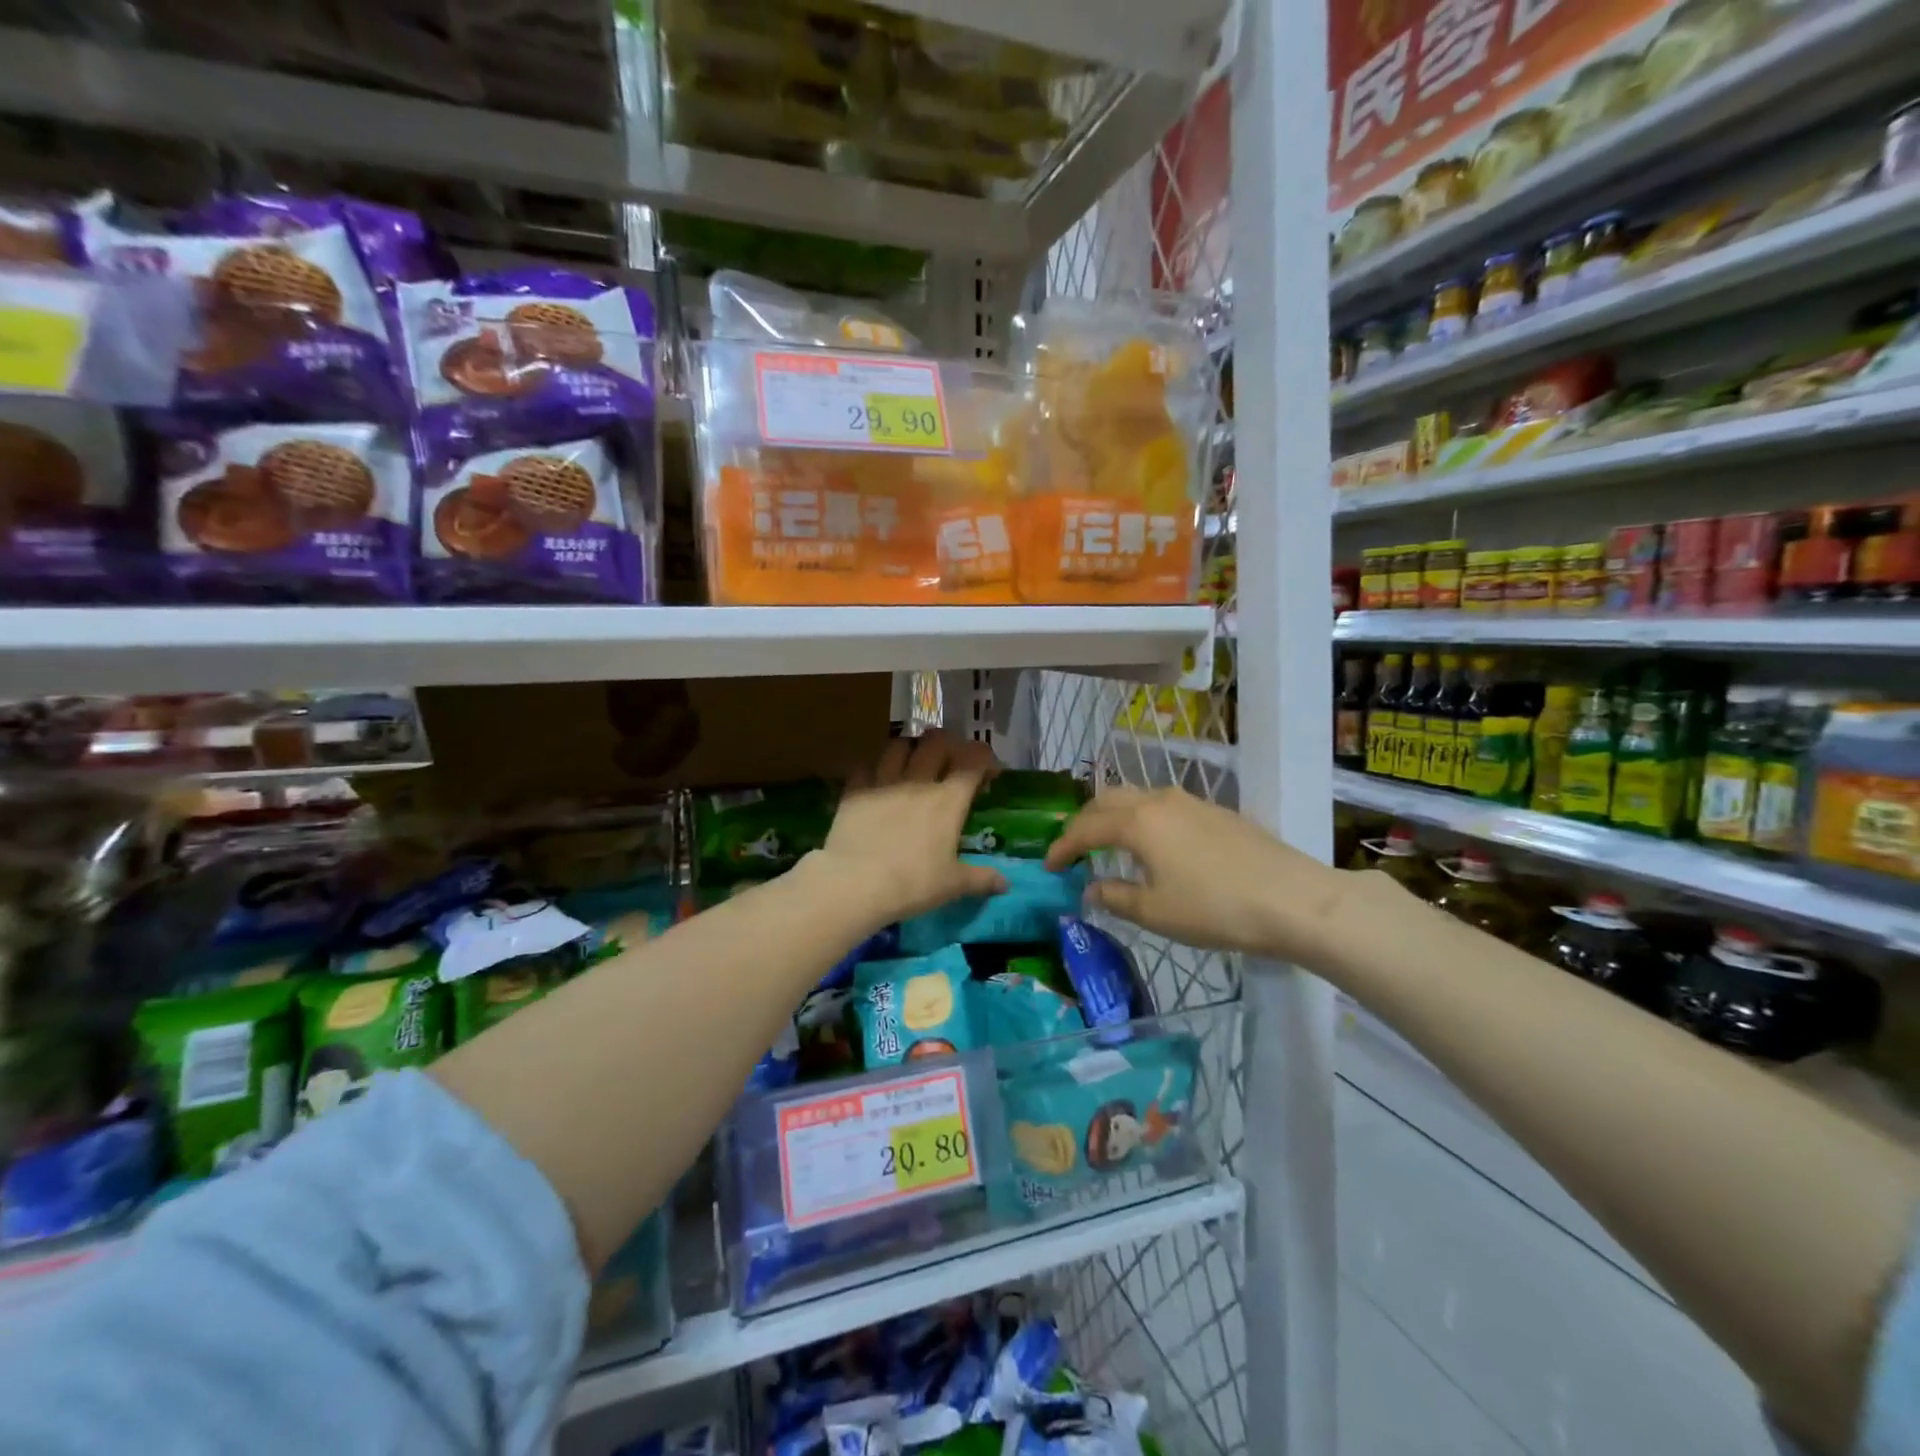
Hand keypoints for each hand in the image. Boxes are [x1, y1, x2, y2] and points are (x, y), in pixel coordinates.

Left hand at [813, 731, 1007, 926]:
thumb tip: (1005, 884)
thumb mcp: (953, 885)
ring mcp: (883, 782)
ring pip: (899, 745)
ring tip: (912, 762)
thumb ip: (981, 879)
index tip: (988, 772)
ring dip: (910, 748)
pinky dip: (874, 767)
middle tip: (951, 761)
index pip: (973, 760)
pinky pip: (865, 766)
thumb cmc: (913, 883)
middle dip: (949, 744)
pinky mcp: (854, 791)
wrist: (856, 883)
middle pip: (936, 742)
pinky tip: (875, 780)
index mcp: (948, 800)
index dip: (984, 758)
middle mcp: (918, 781)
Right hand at [1044, 786, 1350, 962]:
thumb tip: (1091, 888)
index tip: (1047, 866)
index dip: (1061, 846)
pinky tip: (1154, 847)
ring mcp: (1191, 802)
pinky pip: (1163, 806)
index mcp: (1137, 822)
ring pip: (1137, 798)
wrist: (1293, 899)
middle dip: (1083, 821)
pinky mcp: (1216, 811)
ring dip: (1114, 816)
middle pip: (1107, 799)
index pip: (1085, 827)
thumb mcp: (1156, 912)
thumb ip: (1115, 897)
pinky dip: (1142, 820)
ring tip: (1109, 845)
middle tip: (1073, 849)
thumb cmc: (1215, 908)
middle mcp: (1159, 801)